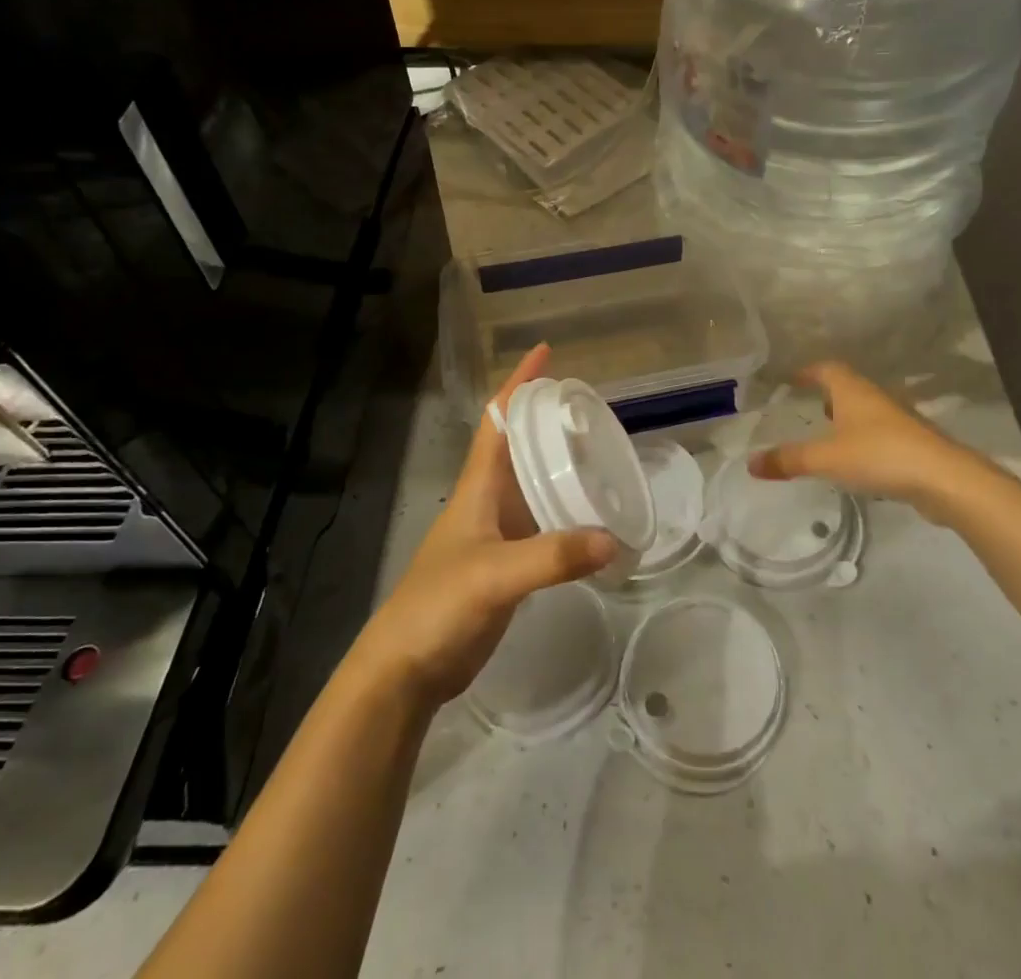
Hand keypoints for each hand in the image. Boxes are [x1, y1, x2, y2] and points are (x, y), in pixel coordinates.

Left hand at [352, 344, 617, 706]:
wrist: (406, 668)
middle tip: (590, 406)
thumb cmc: (438, 605)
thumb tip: (614, 540)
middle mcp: (488, 500)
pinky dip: (567, 511)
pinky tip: (593, 517)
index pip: (498, 420)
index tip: (545, 352)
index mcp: (478, 486)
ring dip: (560, 464)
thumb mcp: (494, 574)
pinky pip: (543, 523)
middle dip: (547, 418)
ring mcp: (497, 533)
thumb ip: (552, 557)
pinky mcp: (508, 564)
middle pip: (519, 445)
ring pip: (533, 484)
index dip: (519, 384)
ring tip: (601, 450)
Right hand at [746, 362, 974, 520]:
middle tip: (808, 407)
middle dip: (828, 394)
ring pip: (865, 410)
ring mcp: (897, 420)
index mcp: (852, 390)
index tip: (792, 379)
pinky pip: (879, 433)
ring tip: (829, 435)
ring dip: (847, 417)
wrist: (944, 479)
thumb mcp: (826, 458)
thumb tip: (750, 463)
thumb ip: (789, 460)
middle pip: (848, 387)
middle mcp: (875, 397)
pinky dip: (863, 440)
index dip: (808, 371)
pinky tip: (856, 461)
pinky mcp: (912, 444)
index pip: (827, 369)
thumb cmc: (879, 455)